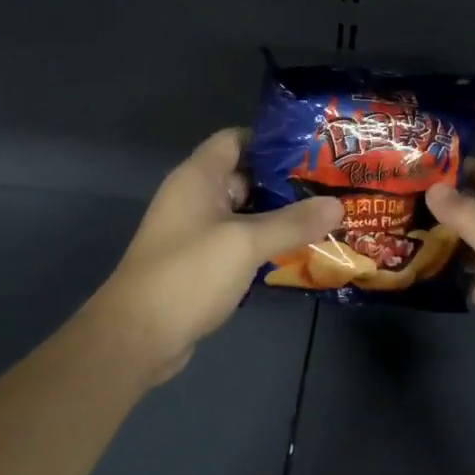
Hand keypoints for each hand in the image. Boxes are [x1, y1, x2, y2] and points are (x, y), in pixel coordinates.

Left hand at [93, 128, 341, 385]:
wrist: (137, 336)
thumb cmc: (189, 274)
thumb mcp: (246, 242)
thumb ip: (293, 222)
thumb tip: (338, 205)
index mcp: (198, 177)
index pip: (235, 139)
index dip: (272, 140)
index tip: (313, 150)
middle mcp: (194, 198)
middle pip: (244, 176)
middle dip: (284, 180)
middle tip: (329, 186)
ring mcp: (195, 232)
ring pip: (244, 213)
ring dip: (278, 216)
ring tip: (324, 216)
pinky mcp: (199, 264)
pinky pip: (238, 242)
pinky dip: (264, 243)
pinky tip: (297, 251)